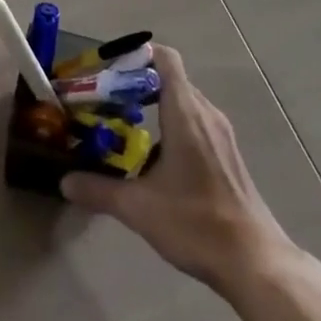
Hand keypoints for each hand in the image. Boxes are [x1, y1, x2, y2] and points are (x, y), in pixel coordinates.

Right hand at [61, 46, 310, 297]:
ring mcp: (222, 135)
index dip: (138, 56)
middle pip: (171, 79)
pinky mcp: (230, 157)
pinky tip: (159, 162)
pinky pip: (198, 124)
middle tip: (109, 102)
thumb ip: (100, 190)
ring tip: (129, 129)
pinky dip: (175, 127)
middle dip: (139, 85)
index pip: (164, 58)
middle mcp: (206, 113)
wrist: (256, 264)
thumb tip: (64, 182)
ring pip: (185, 103)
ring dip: (158, 107)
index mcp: (185, 112)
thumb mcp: (139, 208)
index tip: (111, 71)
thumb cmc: (196, 223)